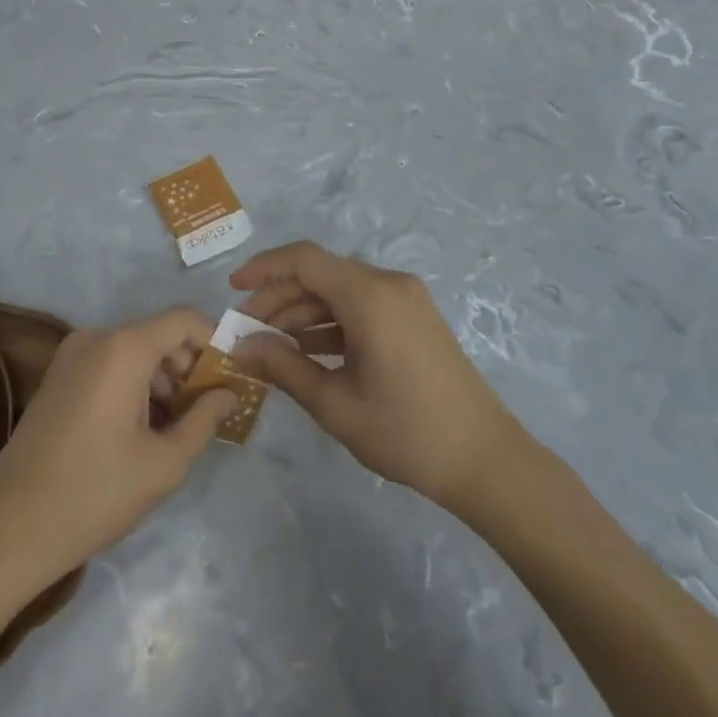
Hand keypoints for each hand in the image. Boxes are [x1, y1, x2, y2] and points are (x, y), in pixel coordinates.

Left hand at [0, 308, 235, 589]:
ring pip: (136, 350)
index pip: (184, 319)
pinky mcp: (58, 376)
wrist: (6, 533)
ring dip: (163, 378)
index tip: (234, 375)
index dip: (215, 340)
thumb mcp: (163, 465)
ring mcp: (72, 355)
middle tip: (210, 408)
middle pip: (159, 334)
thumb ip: (204, 420)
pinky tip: (142, 428)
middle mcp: (97, 337)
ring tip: (178, 425)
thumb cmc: (93, 495)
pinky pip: (111, 363)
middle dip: (190, 365)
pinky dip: (135, 384)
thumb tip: (229, 394)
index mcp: (124, 348)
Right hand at [230, 241, 523, 513]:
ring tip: (271, 346)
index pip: (304, 259)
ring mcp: (405, 298)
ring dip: (304, 312)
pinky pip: (362, 305)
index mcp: (369, 294)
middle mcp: (387, 282)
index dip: (264, 268)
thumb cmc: (405, 431)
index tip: (233, 290)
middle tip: (247, 333)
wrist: (484, 458)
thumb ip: (283, 367)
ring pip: (340, 291)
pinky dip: (332, 322)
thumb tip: (241, 347)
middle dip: (279, 298)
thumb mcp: (335, 403)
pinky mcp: (414, 316)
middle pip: (321, 274)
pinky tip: (308, 350)